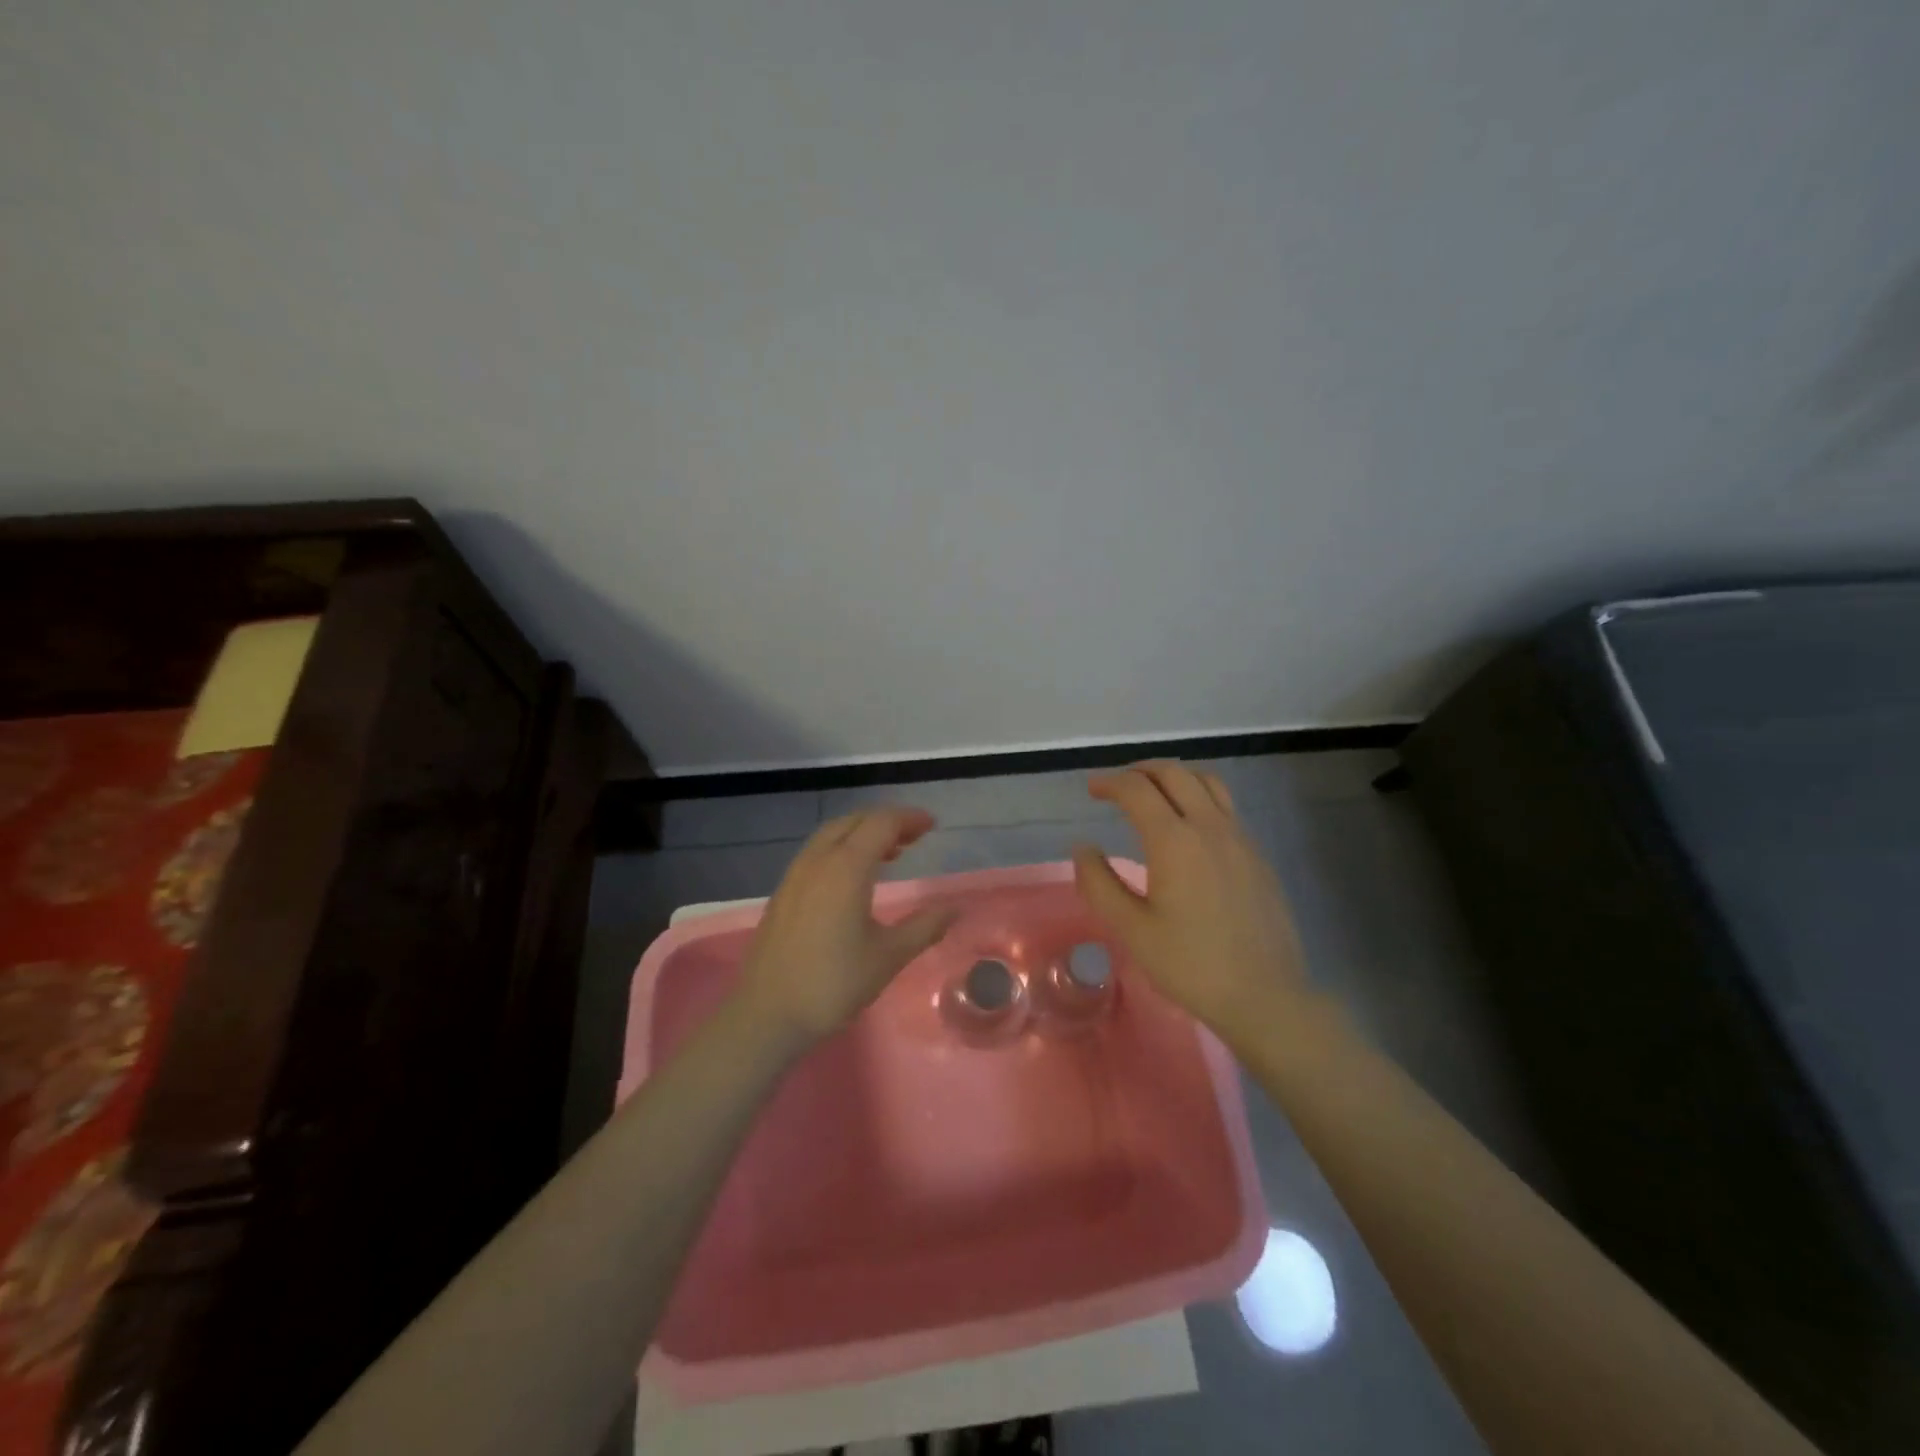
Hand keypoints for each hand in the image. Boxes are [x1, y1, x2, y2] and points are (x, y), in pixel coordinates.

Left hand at [735, 806, 958, 1042]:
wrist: (767, 1014)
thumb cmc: (833, 983)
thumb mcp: (888, 956)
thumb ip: (925, 927)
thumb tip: (954, 908)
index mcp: (846, 868)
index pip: (880, 824)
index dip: (908, 818)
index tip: (931, 825)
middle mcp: (818, 861)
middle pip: (854, 822)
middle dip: (886, 821)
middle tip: (914, 836)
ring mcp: (795, 875)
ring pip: (831, 835)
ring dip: (862, 833)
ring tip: (890, 852)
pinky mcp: (783, 892)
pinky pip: (817, 853)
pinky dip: (842, 849)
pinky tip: (854, 877)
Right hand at [1072, 761, 1307, 1033]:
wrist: (1265, 996)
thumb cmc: (1191, 964)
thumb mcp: (1131, 930)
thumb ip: (1099, 883)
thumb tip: (1083, 848)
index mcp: (1174, 841)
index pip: (1137, 790)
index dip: (1109, 783)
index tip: (1091, 790)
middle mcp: (1210, 827)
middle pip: (1174, 773)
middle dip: (1140, 770)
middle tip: (1117, 786)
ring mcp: (1240, 838)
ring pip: (1207, 782)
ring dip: (1174, 777)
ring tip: (1153, 793)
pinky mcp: (1257, 855)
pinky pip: (1226, 806)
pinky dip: (1199, 797)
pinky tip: (1189, 827)